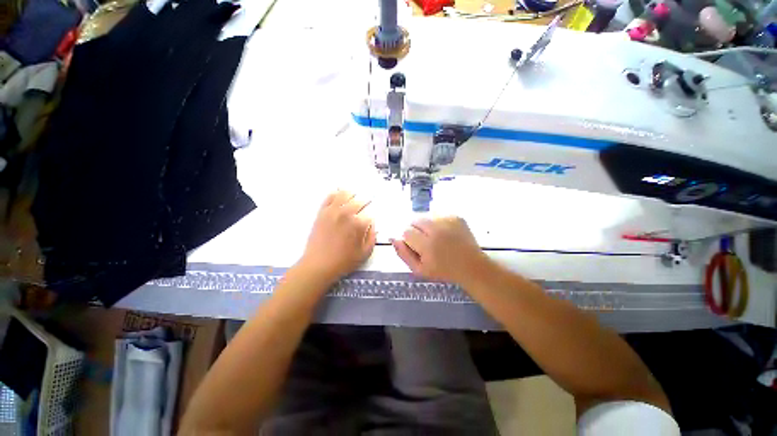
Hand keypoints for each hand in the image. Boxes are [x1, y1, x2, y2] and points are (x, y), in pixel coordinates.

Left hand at [298, 190, 375, 282]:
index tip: (368, 221)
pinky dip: (335, 194)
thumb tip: (372, 224)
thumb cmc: (344, 261)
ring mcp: (333, 211)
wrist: (318, 265)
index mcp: (359, 224)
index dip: (370, 217)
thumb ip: (372, 236)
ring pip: (345, 194)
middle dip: (364, 204)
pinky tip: (339, 196)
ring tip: (353, 198)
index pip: (369, 214)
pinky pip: (329, 197)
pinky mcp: (322, 212)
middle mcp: (347, 214)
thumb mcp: (365, 253)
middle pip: (359, 201)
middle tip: (364, 207)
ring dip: (351, 195)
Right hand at [391, 216, 490, 285]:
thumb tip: (392, 237)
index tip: (418, 246)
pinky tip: (445, 233)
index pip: (406, 232)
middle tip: (426, 241)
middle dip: (416, 230)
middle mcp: (437, 229)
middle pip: (415, 220)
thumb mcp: (419, 270)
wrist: (471, 266)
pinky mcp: (456, 216)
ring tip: (436, 237)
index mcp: (428, 245)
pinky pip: (438, 215)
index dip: (410, 239)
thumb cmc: (443, 270)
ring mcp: (448, 221)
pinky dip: (437, 222)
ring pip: (426, 216)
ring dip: (426, 225)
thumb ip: (403, 254)